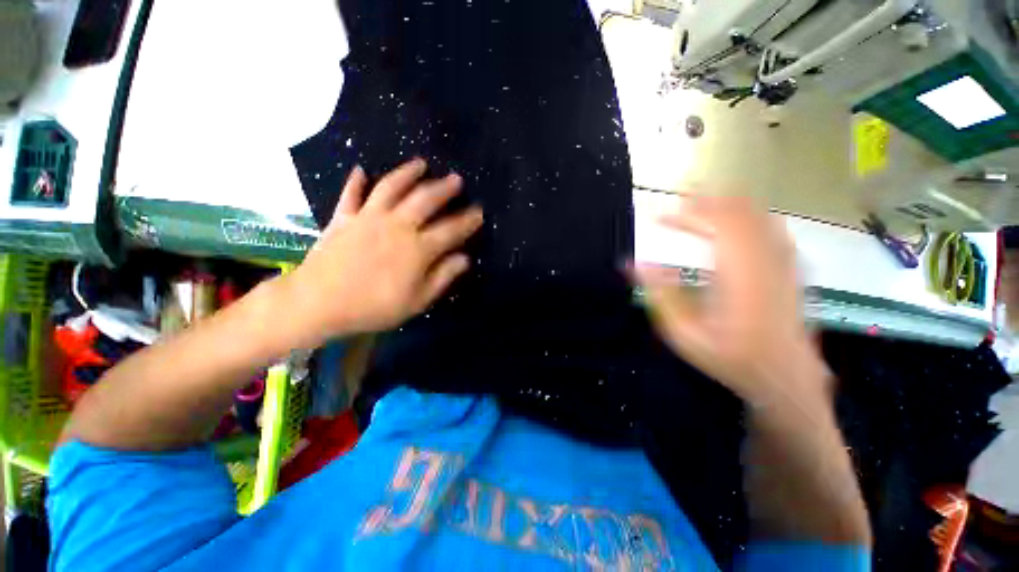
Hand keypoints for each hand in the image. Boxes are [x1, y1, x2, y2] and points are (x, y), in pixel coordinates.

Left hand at [281, 159, 482, 346]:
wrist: (318, 303)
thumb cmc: (374, 307)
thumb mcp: (417, 301)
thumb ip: (443, 277)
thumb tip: (464, 258)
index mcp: (418, 249)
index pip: (451, 230)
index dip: (468, 220)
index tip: (479, 211)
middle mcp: (397, 226)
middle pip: (425, 199)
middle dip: (444, 188)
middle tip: (457, 179)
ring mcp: (368, 218)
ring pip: (392, 187)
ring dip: (408, 173)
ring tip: (421, 164)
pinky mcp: (344, 218)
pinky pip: (351, 194)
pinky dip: (356, 181)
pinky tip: (361, 170)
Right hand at [631, 195, 827, 407]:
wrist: (785, 378)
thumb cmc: (730, 357)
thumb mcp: (683, 332)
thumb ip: (659, 293)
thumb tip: (633, 263)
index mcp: (739, 274)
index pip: (716, 223)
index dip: (687, 212)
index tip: (659, 215)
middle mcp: (766, 260)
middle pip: (738, 212)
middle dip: (705, 201)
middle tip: (675, 202)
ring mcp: (784, 262)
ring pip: (757, 215)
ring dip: (726, 205)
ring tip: (698, 205)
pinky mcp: (792, 267)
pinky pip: (771, 228)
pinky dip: (748, 217)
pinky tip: (734, 224)